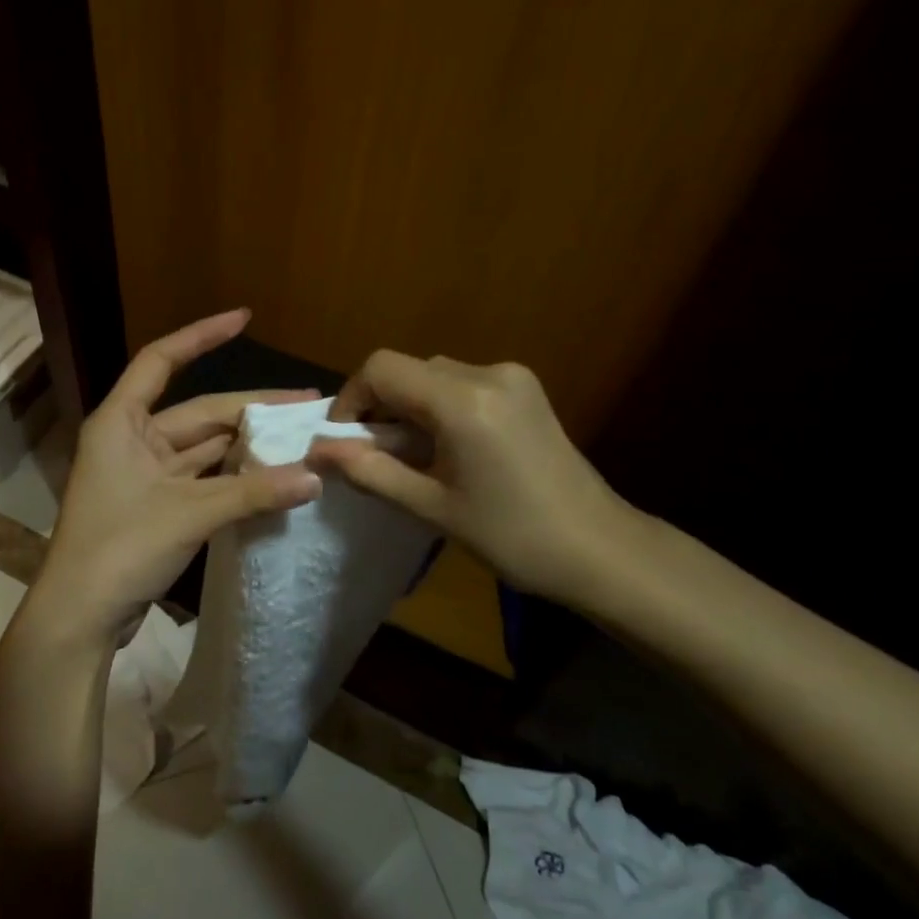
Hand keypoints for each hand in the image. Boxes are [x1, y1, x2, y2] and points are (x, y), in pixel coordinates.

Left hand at [23, 310, 322, 646]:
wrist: (79, 616)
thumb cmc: (121, 548)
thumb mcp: (190, 514)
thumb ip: (253, 492)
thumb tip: (315, 477)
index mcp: (122, 422)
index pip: (161, 360)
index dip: (202, 336)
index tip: (244, 318)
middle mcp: (131, 440)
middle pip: (198, 412)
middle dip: (251, 408)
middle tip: (307, 405)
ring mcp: (143, 475)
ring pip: (203, 449)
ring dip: (246, 446)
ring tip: (299, 438)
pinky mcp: (154, 506)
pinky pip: (201, 480)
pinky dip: (233, 478)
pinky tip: (271, 475)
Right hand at [309, 351, 633, 605]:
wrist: (600, 549)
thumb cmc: (513, 536)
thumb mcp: (431, 507)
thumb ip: (370, 471)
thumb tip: (317, 450)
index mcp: (463, 401)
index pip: (382, 369)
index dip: (351, 398)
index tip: (343, 439)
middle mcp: (488, 373)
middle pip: (409, 370)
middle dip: (380, 407)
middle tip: (373, 455)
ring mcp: (513, 378)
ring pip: (435, 376)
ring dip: (410, 407)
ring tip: (410, 457)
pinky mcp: (526, 390)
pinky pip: (463, 384)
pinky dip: (439, 407)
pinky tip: (446, 448)